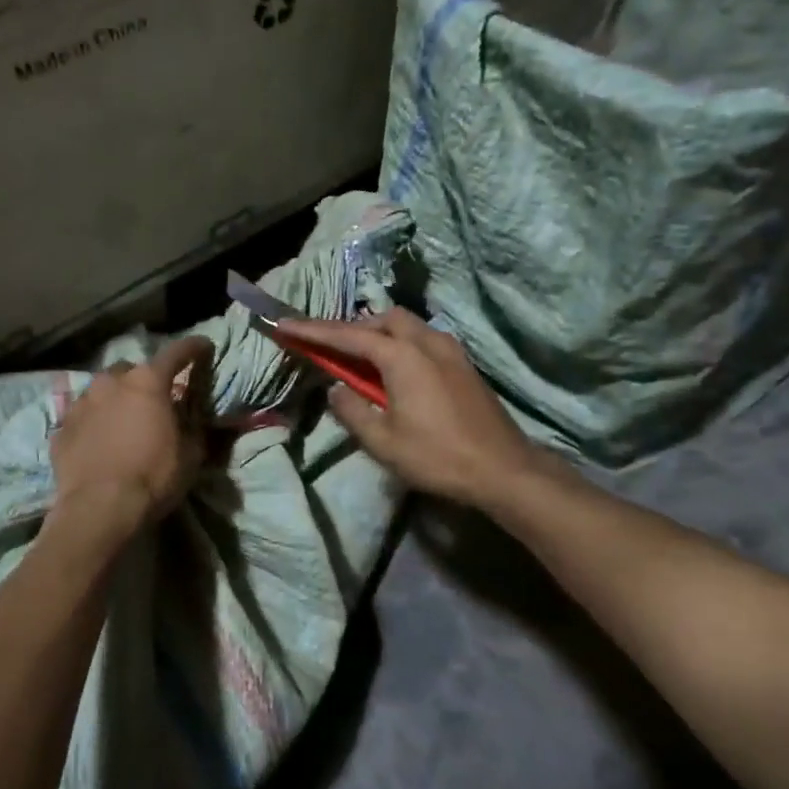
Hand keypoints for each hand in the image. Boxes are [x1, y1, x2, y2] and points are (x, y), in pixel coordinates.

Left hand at [50, 335, 212, 535]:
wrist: (98, 509)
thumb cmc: (153, 477)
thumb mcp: (191, 454)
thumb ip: (193, 427)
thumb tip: (192, 417)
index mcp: (148, 382)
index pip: (176, 352)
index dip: (193, 348)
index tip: (204, 346)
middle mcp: (111, 382)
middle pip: (132, 370)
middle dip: (145, 380)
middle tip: (155, 400)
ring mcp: (81, 403)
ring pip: (102, 390)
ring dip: (116, 399)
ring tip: (123, 421)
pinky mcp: (61, 427)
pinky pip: (83, 417)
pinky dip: (94, 423)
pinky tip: (99, 441)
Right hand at [280, 309, 543, 507]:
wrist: (504, 470)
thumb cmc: (438, 457)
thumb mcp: (383, 442)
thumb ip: (352, 410)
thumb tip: (335, 389)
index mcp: (402, 357)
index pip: (348, 336)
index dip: (313, 331)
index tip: (284, 325)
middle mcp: (427, 342)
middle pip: (382, 318)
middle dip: (351, 326)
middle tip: (328, 346)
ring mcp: (450, 350)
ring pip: (406, 325)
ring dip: (377, 333)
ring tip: (359, 357)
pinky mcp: (463, 364)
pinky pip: (422, 338)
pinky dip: (399, 343)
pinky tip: (394, 369)